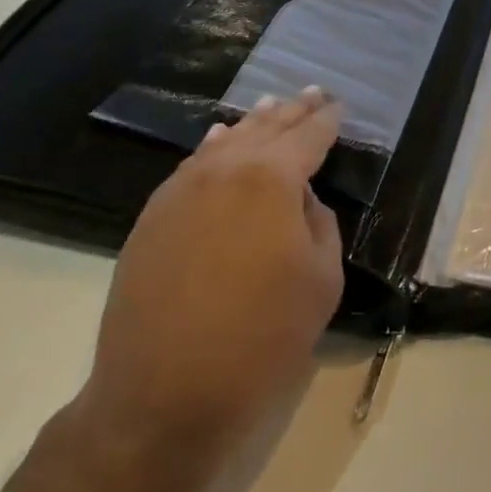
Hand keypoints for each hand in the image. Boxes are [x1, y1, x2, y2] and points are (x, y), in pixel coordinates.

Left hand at [76, 88, 344, 453]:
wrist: (161, 397)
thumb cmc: (260, 340)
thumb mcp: (321, 281)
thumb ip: (320, 224)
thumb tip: (301, 200)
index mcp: (272, 179)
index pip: (308, 136)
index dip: (326, 120)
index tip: (338, 105)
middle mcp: (225, 169)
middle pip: (266, 128)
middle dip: (293, 111)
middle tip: (313, 94)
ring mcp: (181, 190)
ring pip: (226, 141)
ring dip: (254, 123)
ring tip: (272, 106)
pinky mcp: (153, 217)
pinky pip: (193, 165)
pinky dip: (215, 148)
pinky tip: (221, 140)